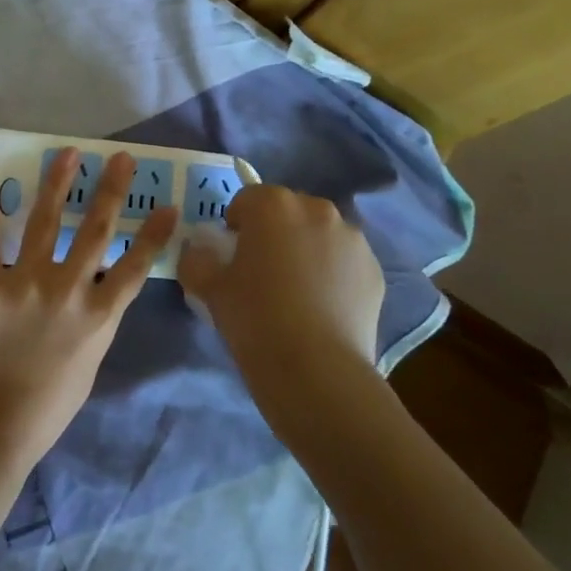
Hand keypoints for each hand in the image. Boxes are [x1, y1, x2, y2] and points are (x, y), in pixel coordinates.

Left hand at [0, 149, 179, 468]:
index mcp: (99, 317)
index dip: (152, 235)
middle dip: (110, 191)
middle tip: (119, 158)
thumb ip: (95, 324)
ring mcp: (27, 285)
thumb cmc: (47, 407)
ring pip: (46, 223)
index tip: (167, 205)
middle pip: (95, 231)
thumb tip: (99, 295)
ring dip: (57, 185)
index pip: (135, 267)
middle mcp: (69, 291)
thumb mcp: (89, 365)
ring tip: (67, 154)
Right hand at [177, 185, 384, 390]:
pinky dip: (332, 273)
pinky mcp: (374, 270)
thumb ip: (196, 259)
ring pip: (320, 234)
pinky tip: (321, 307)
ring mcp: (352, 239)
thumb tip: (199, 251)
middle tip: (262, 272)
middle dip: (274, 232)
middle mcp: (317, 210)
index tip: (231, 256)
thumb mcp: (208, 287)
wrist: (316, 370)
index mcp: (273, 205)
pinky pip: (344, 261)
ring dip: (306, 249)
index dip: (235, 225)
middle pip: (287, 211)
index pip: (246, 200)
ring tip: (296, 292)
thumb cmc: (254, 318)